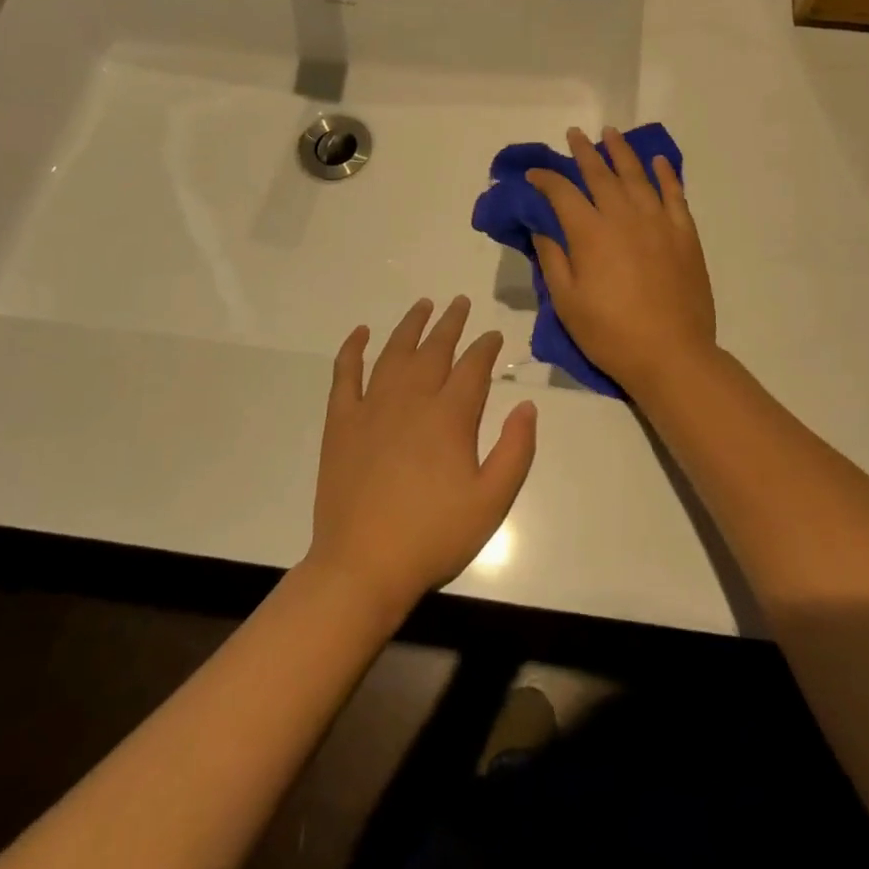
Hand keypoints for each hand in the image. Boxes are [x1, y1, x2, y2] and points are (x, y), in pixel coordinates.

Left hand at [308, 297, 537, 615]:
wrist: (363, 565)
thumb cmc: (433, 535)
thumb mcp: (492, 501)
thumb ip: (516, 450)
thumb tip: (526, 404)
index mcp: (450, 416)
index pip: (474, 366)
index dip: (486, 346)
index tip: (493, 334)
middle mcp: (412, 398)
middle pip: (435, 348)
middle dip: (451, 323)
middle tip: (460, 302)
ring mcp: (372, 406)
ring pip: (394, 351)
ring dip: (410, 325)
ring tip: (423, 305)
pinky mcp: (342, 422)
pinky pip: (345, 374)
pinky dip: (352, 349)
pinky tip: (361, 333)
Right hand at [526, 127, 716, 397]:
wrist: (672, 354)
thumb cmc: (610, 333)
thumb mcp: (567, 302)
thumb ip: (553, 259)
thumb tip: (541, 227)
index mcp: (590, 233)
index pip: (562, 193)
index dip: (545, 179)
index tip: (534, 174)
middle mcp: (624, 216)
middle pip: (600, 174)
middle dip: (583, 152)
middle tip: (574, 135)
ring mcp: (658, 222)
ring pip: (638, 175)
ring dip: (622, 152)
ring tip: (611, 134)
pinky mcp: (685, 234)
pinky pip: (675, 194)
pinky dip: (665, 174)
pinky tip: (657, 160)